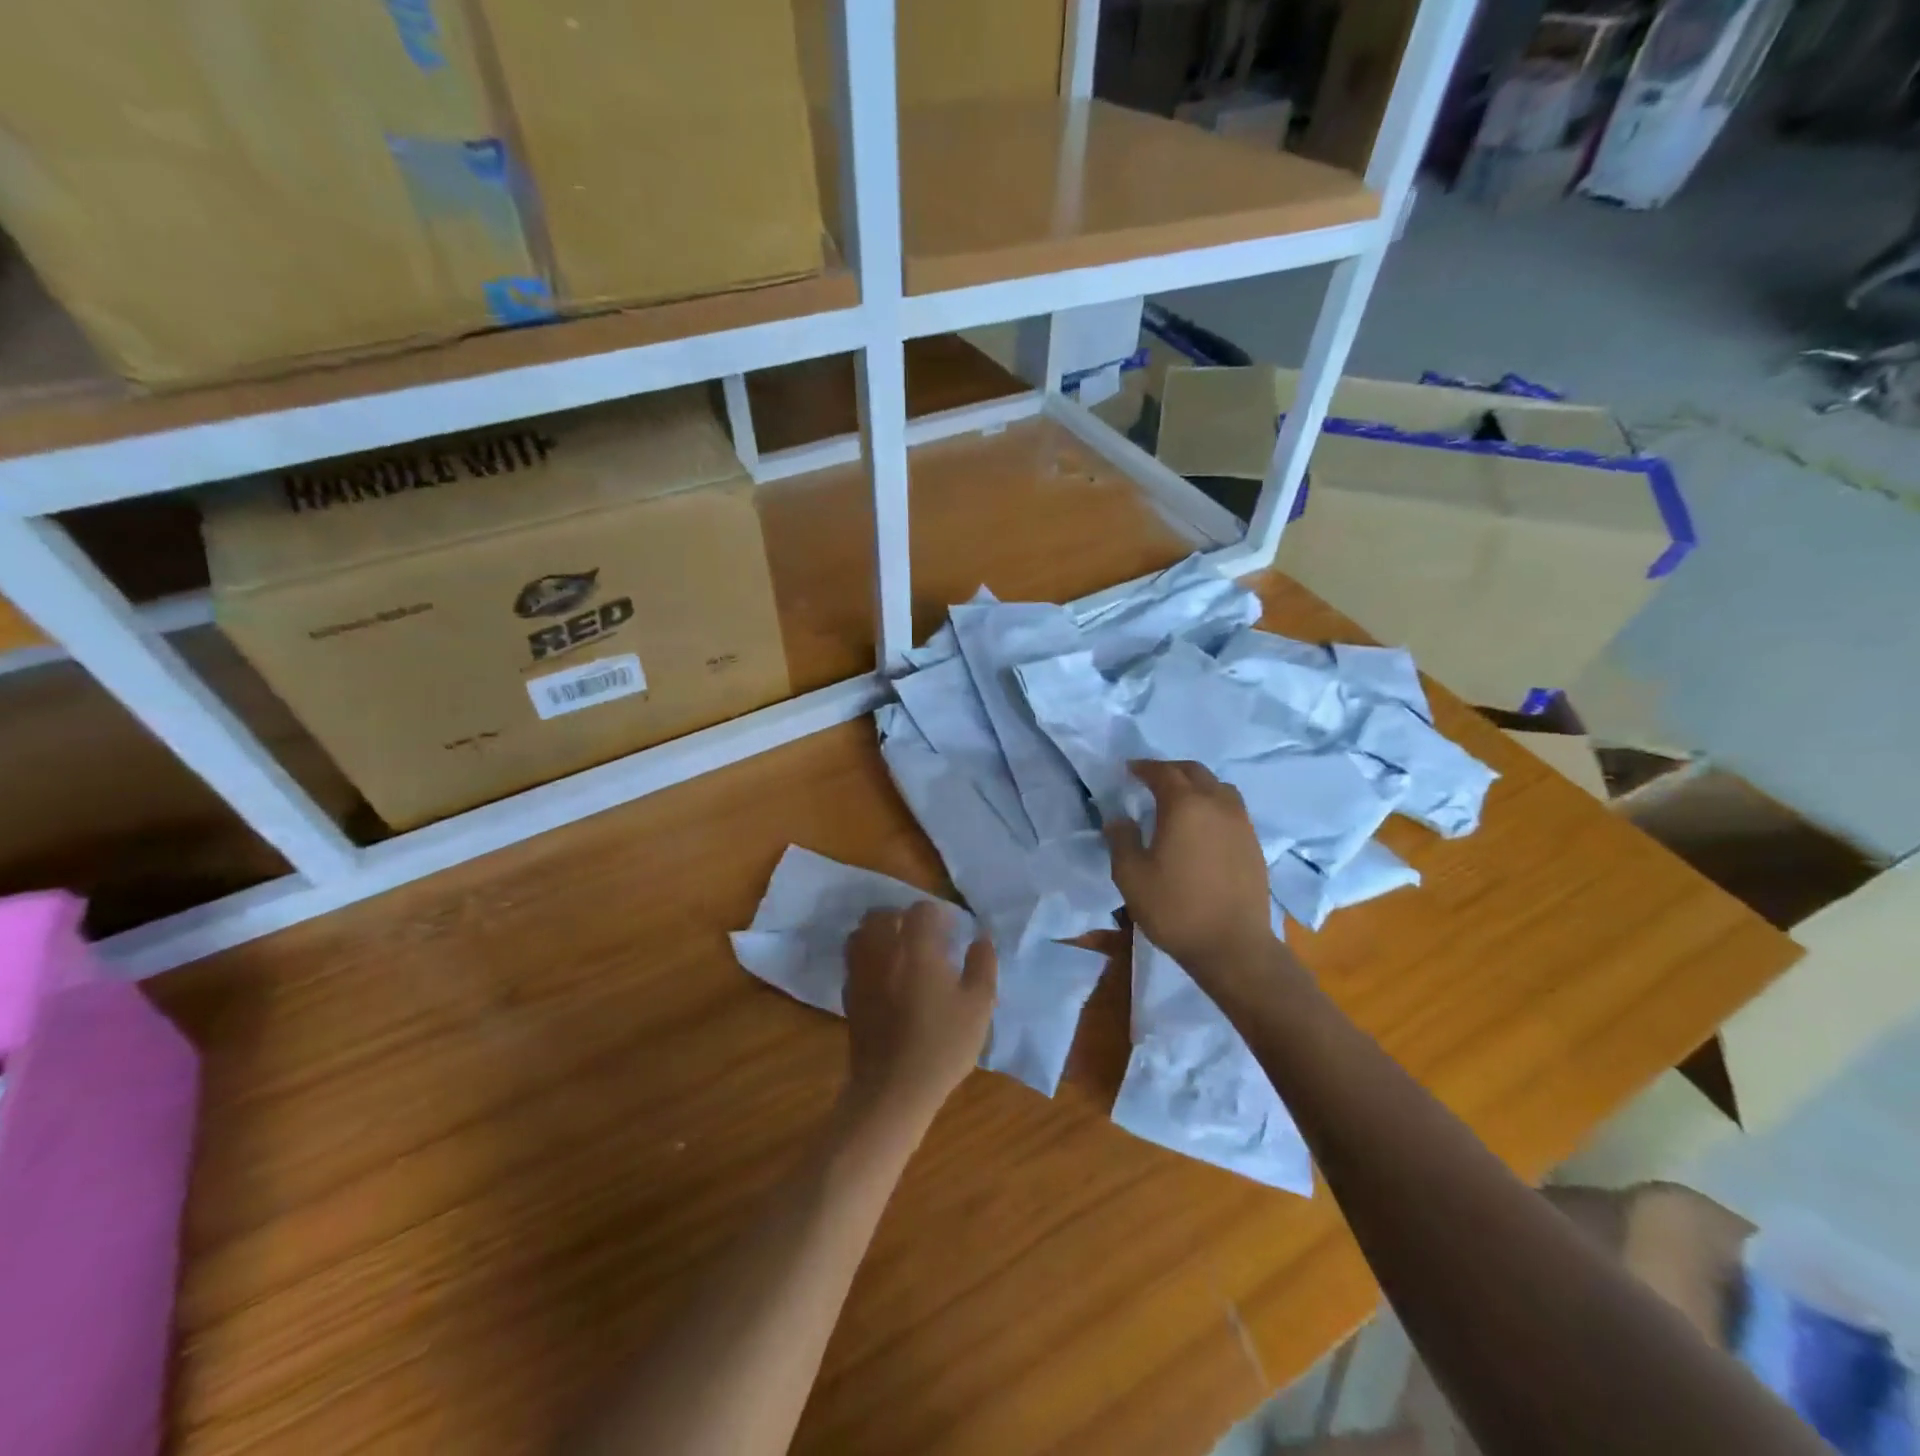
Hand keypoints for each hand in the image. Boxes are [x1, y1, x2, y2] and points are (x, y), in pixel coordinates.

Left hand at [841, 903, 996, 1130]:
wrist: (893, 1088)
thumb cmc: (942, 1045)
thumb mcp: (978, 1005)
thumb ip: (982, 965)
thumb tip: (981, 938)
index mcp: (916, 947)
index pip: (922, 910)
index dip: (939, 916)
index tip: (952, 933)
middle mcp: (883, 951)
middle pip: (884, 914)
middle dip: (904, 918)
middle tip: (924, 937)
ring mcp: (861, 971)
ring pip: (862, 932)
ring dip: (880, 932)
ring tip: (900, 950)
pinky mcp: (849, 994)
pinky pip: (854, 959)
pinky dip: (868, 956)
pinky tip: (885, 976)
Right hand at [1106, 760, 1277, 983]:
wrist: (1233, 946)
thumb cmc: (1175, 908)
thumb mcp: (1131, 876)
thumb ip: (1121, 840)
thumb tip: (1119, 819)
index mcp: (1185, 805)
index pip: (1163, 772)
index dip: (1144, 767)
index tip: (1129, 770)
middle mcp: (1217, 804)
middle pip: (1195, 772)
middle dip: (1171, 770)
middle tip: (1151, 780)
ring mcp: (1241, 823)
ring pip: (1219, 787)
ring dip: (1196, 784)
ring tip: (1180, 799)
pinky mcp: (1253, 844)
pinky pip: (1232, 808)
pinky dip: (1213, 804)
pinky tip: (1203, 826)